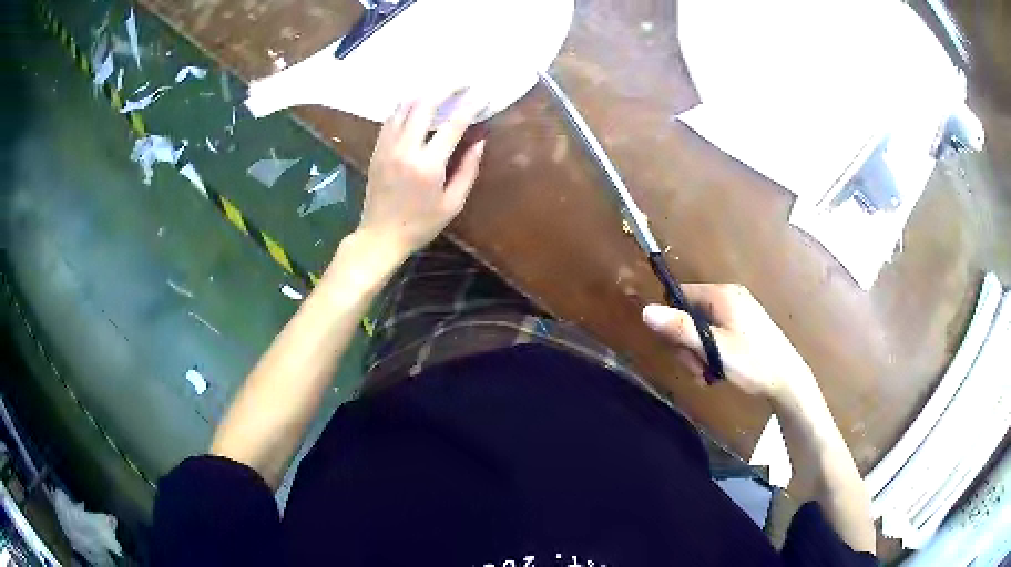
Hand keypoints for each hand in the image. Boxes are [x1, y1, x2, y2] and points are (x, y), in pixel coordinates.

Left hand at [357, 91, 487, 259]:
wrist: (380, 236)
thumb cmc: (421, 225)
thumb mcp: (452, 204)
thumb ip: (468, 169)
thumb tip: (479, 140)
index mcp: (428, 166)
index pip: (453, 125)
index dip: (470, 105)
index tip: (482, 92)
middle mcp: (406, 150)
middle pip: (424, 105)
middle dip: (446, 88)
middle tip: (462, 82)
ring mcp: (387, 147)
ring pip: (404, 106)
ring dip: (424, 93)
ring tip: (441, 88)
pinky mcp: (377, 149)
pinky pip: (391, 118)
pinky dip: (406, 105)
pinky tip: (417, 103)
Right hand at [642, 284, 813, 400]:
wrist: (786, 380)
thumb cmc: (751, 362)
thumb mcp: (713, 347)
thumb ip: (680, 328)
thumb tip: (646, 310)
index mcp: (722, 294)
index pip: (682, 295)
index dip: (672, 320)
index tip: (677, 346)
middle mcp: (729, 297)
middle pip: (691, 314)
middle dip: (688, 344)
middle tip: (697, 368)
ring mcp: (738, 312)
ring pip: (702, 329)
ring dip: (698, 353)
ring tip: (708, 375)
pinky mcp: (744, 327)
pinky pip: (716, 335)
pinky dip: (712, 353)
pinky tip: (717, 372)